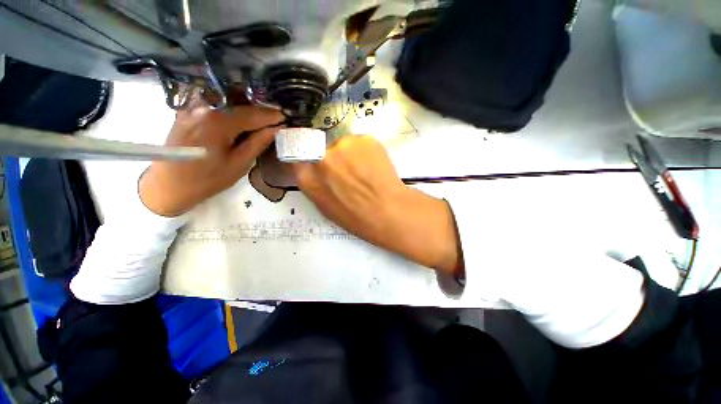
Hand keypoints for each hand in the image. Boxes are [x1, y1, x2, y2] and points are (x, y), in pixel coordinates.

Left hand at [139, 102, 283, 216]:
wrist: (168, 186)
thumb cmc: (207, 179)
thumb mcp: (239, 164)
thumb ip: (258, 142)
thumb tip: (275, 129)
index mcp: (218, 121)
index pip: (253, 114)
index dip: (271, 116)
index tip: (286, 118)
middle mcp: (204, 107)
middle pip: (240, 105)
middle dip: (260, 112)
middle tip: (276, 120)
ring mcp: (192, 108)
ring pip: (228, 104)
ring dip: (246, 111)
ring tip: (260, 121)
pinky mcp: (186, 112)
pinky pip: (215, 107)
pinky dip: (231, 113)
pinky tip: (239, 122)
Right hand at [293, 135, 462, 276]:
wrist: (389, 211)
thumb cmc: (357, 218)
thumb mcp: (326, 207)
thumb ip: (315, 184)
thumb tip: (315, 170)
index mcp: (308, 177)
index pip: (299, 154)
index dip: (310, 156)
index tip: (320, 161)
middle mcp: (321, 157)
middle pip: (324, 149)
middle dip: (335, 158)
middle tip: (351, 172)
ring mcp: (343, 145)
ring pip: (345, 145)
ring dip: (353, 155)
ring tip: (367, 172)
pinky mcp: (364, 139)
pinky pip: (362, 143)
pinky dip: (367, 152)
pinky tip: (376, 167)